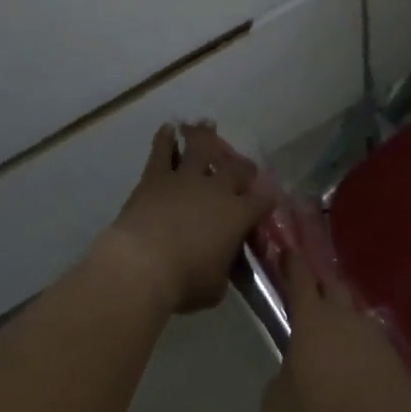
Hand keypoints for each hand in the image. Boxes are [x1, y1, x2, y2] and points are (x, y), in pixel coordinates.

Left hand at [99, 123, 270, 314]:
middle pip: (237, 169)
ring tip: (206, 124)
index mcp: (238, 215)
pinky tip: (168, 128)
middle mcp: (217, 189)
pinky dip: (166, 138)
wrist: (142, 264)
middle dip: (243, 167)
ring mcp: (186, 178)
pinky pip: (163, 150)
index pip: (262, 201)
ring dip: (205, 136)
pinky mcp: (156, 177)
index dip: (267, 199)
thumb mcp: (215, 287)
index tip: (268, 200)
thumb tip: (221, 268)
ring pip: (201, 148)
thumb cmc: (184, 281)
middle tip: (243, 167)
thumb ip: (223, 271)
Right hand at [260, 252, 410, 411]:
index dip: (291, 263)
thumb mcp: (277, 408)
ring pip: (352, 315)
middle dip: (320, 285)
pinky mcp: (391, 354)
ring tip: (331, 339)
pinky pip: (369, 343)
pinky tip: (353, 368)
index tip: (287, 251)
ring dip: (341, 320)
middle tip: (309, 291)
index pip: (299, 278)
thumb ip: (277, 387)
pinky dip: (359, 349)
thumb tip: (285, 383)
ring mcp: (371, 332)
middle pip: (332, 287)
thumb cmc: (321, 409)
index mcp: (311, 318)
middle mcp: (342, 315)